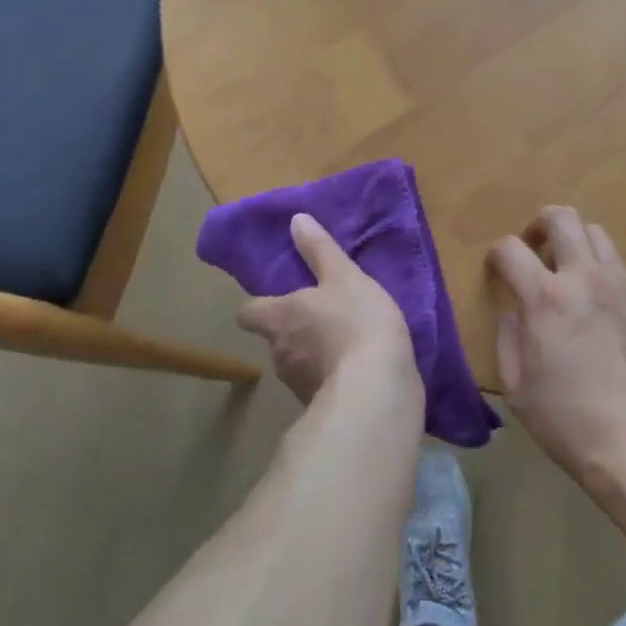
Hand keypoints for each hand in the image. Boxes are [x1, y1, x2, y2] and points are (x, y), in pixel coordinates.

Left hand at [237, 214, 420, 405]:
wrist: (376, 388)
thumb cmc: (356, 321)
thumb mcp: (344, 276)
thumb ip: (319, 250)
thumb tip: (295, 220)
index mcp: (280, 317)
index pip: (249, 313)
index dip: (259, 306)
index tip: (276, 301)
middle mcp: (279, 352)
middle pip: (275, 339)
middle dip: (293, 330)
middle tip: (322, 318)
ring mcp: (297, 384)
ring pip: (297, 364)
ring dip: (314, 356)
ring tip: (344, 345)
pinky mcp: (321, 406)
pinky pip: (321, 387)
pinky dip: (332, 379)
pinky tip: (357, 372)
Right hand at [488, 207, 625, 494]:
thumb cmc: (566, 420)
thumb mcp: (516, 386)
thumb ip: (507, 337)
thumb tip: (513, 311)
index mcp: (545, 298)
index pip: (510, 248)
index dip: (497, 256)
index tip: (497, 273)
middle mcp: (584, 278)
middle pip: (562, 217)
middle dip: (539, 225)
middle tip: (534, 252)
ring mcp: (621, 286)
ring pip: (596, 233)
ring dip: (574, 243)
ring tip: (568, 271)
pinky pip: (619, 265)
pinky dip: (601, 268)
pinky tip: (597, 301)